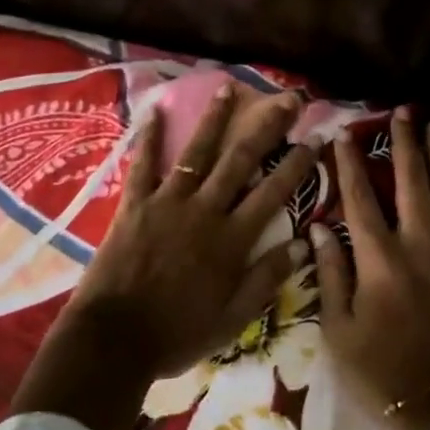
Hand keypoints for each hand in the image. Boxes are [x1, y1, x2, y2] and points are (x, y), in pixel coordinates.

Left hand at [12, 82, 318, 429]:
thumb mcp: (233, 319)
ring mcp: (168, 203)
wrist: (115, 340)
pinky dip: (149, 137)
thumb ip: (266, 279)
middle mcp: (205, 211)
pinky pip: (143, 165)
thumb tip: (301, 244)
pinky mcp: (135, 205)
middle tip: (287, 99)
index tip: (314, 139)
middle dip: (267, 128)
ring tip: (228, 89)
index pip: (274, 193)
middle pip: (241, 161)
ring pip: (197, 153)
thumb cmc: (178, 334)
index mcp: (232, 240)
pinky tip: (155, 110)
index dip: (297, 165)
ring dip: (215, 120)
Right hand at [312, 107, 429, 429]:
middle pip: (413, 182)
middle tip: (403, 112)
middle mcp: (421, 243)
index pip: (360, 198)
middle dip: (405, 143)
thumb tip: (319, 228)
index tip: (342, 134)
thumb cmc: (382, 369)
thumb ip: (331, 275)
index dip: (349, 164)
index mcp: (380, 259)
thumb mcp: (339, 330)